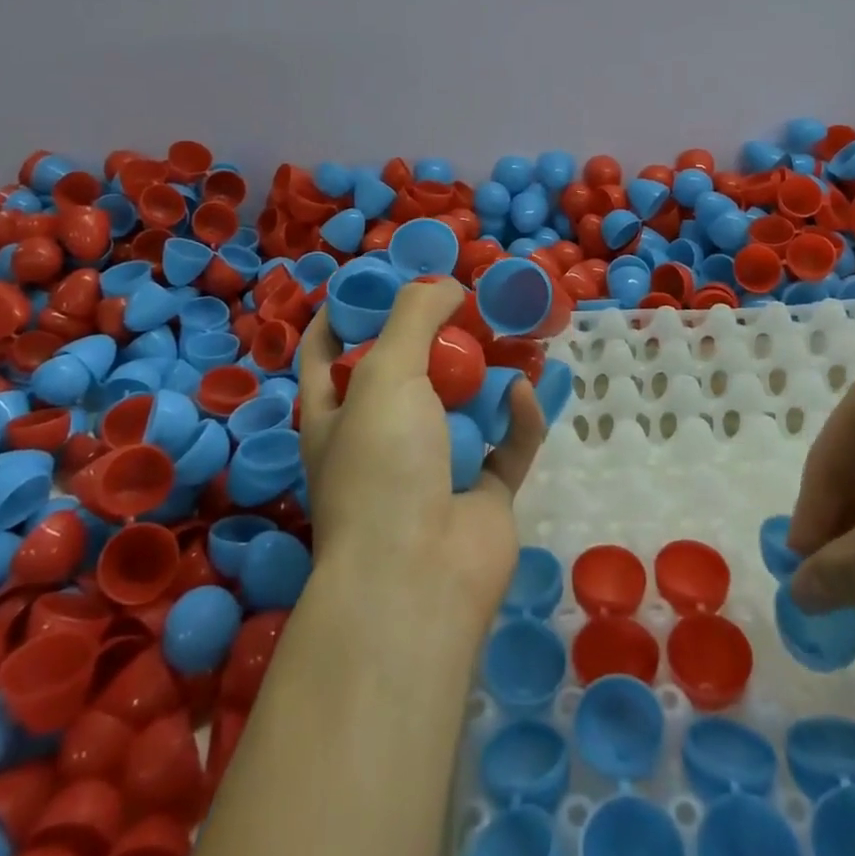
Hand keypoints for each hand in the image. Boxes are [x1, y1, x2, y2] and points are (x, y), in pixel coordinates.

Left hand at [296, 278, 546, 629]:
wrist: (418, 577)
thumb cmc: (382, 465)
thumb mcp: (384, 373)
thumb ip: (414, 317)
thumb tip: (446, 285)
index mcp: (336, 414)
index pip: (327, 352)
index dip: (346, 313)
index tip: (380, 278)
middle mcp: (381, 438)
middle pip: (408, 372)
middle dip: (438, 336)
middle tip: (470, 300)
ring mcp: (435, 467)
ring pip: (466, 405)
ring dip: (491, 372)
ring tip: (515, 330)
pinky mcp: (483, 492)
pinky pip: (507, 445)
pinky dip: (518, 418)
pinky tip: (527, 393)